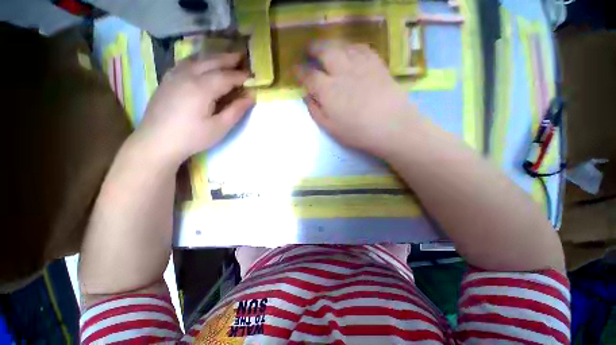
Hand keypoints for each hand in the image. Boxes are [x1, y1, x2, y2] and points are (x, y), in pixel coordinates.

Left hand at [133, 53, 253, 165]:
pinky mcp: (167, 80)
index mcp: (202, 88)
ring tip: (226, 57)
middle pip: (211, 62)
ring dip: (214, 57)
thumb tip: (251, 97)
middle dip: (229, 59)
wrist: (156, 142)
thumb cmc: (192, 137)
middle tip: (242, 57)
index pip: (226, 76)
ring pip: (197, 59)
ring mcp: (174, 76)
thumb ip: (236, 110)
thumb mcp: (220, 127)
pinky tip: (202, 64)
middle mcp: (187, 76)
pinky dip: (199, 60)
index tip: (253, 76)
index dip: (241, 76)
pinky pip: (185, 63)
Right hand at [297, 41, 418, 156]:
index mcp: (328, 90)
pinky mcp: (377, 64)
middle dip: (314, 49)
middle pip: (325, 52)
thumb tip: (307, 97)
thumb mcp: (330, 128)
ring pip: (342, 47)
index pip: (309, 75)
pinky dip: (352, 48)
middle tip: (309, 50)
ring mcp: (361, 65)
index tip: (295, 69)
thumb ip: (316, 111)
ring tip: (328, 50)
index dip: (300, 71)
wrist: (392, 127)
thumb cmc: (357, 132)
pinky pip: (362, 48)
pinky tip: (350, 52)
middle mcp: (342, 72)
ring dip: (332, 46)